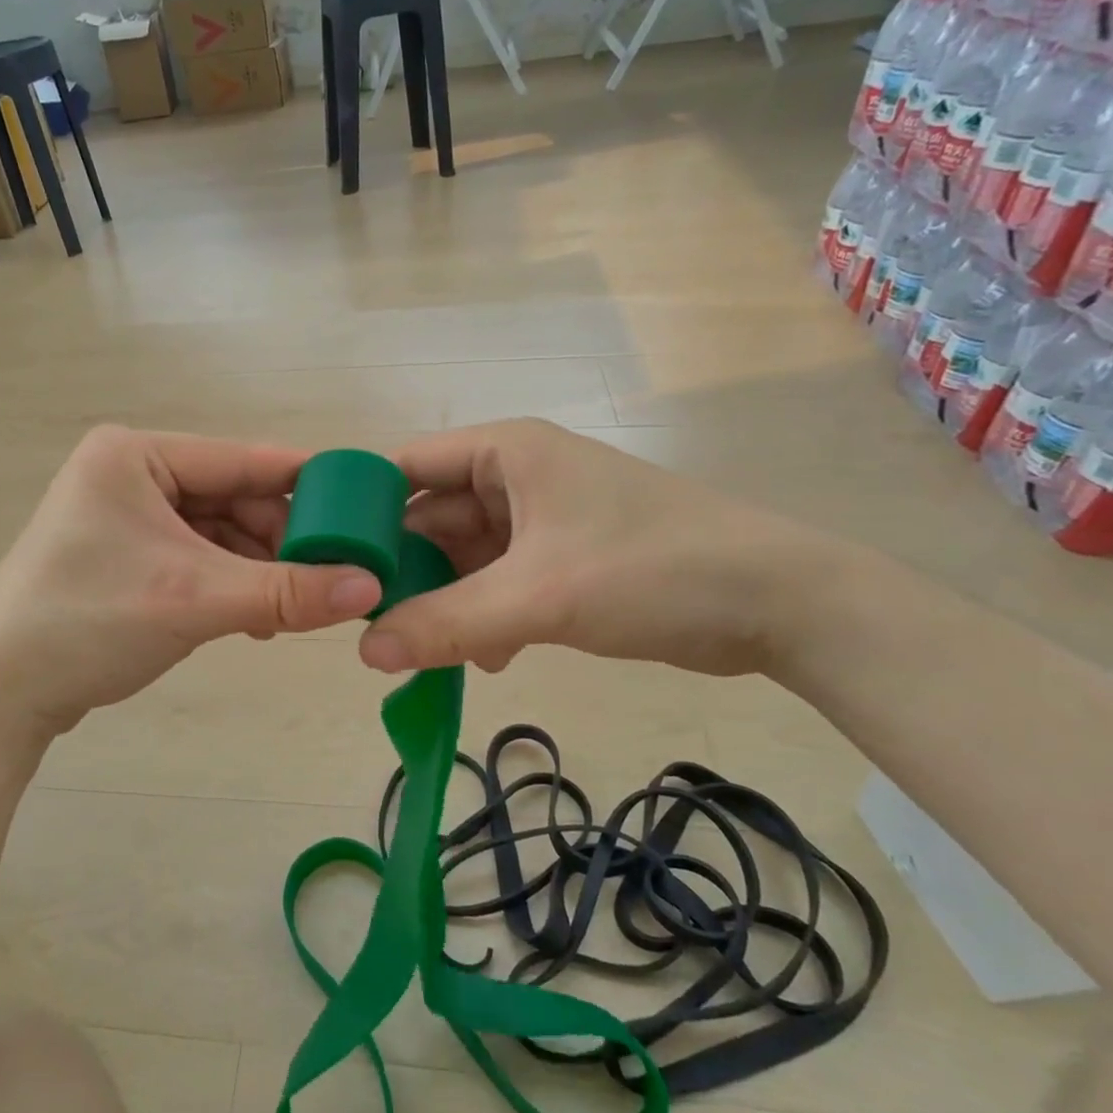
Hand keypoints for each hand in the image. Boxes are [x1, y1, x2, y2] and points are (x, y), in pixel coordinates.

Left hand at [0, 427, 383, 744]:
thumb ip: (288, 591)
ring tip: (297, 607)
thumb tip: (372, 587)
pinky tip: (259, 618)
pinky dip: (231, 585)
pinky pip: (198, 559)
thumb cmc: (90, 621)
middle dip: (280, 540)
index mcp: (136, 454)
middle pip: (233, 498)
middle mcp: (131, 474)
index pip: (241, 460)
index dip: (305, 484)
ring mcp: (127, 517)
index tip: (364, 507)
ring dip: (258, 570)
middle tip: (331, 577)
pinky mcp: (127, 557)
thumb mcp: (197, 599)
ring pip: (219, 533)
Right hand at [358, 419, 829, 678]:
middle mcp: (516, 477)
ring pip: (465, 558)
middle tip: (373, 628)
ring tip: (427, 654)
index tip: (333, 566)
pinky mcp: (564, 560)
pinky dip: (485, 617)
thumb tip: (363, 650)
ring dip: (447, 603)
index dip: (365, 511)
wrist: (779, 603)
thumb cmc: (651, 570)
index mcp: (504, 453)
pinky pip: (499, 583)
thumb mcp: (539, 596)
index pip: (406, 467)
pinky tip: (486, 659)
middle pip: (432, 519)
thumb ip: (446, 622)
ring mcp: (541, 520)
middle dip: (407, 574)